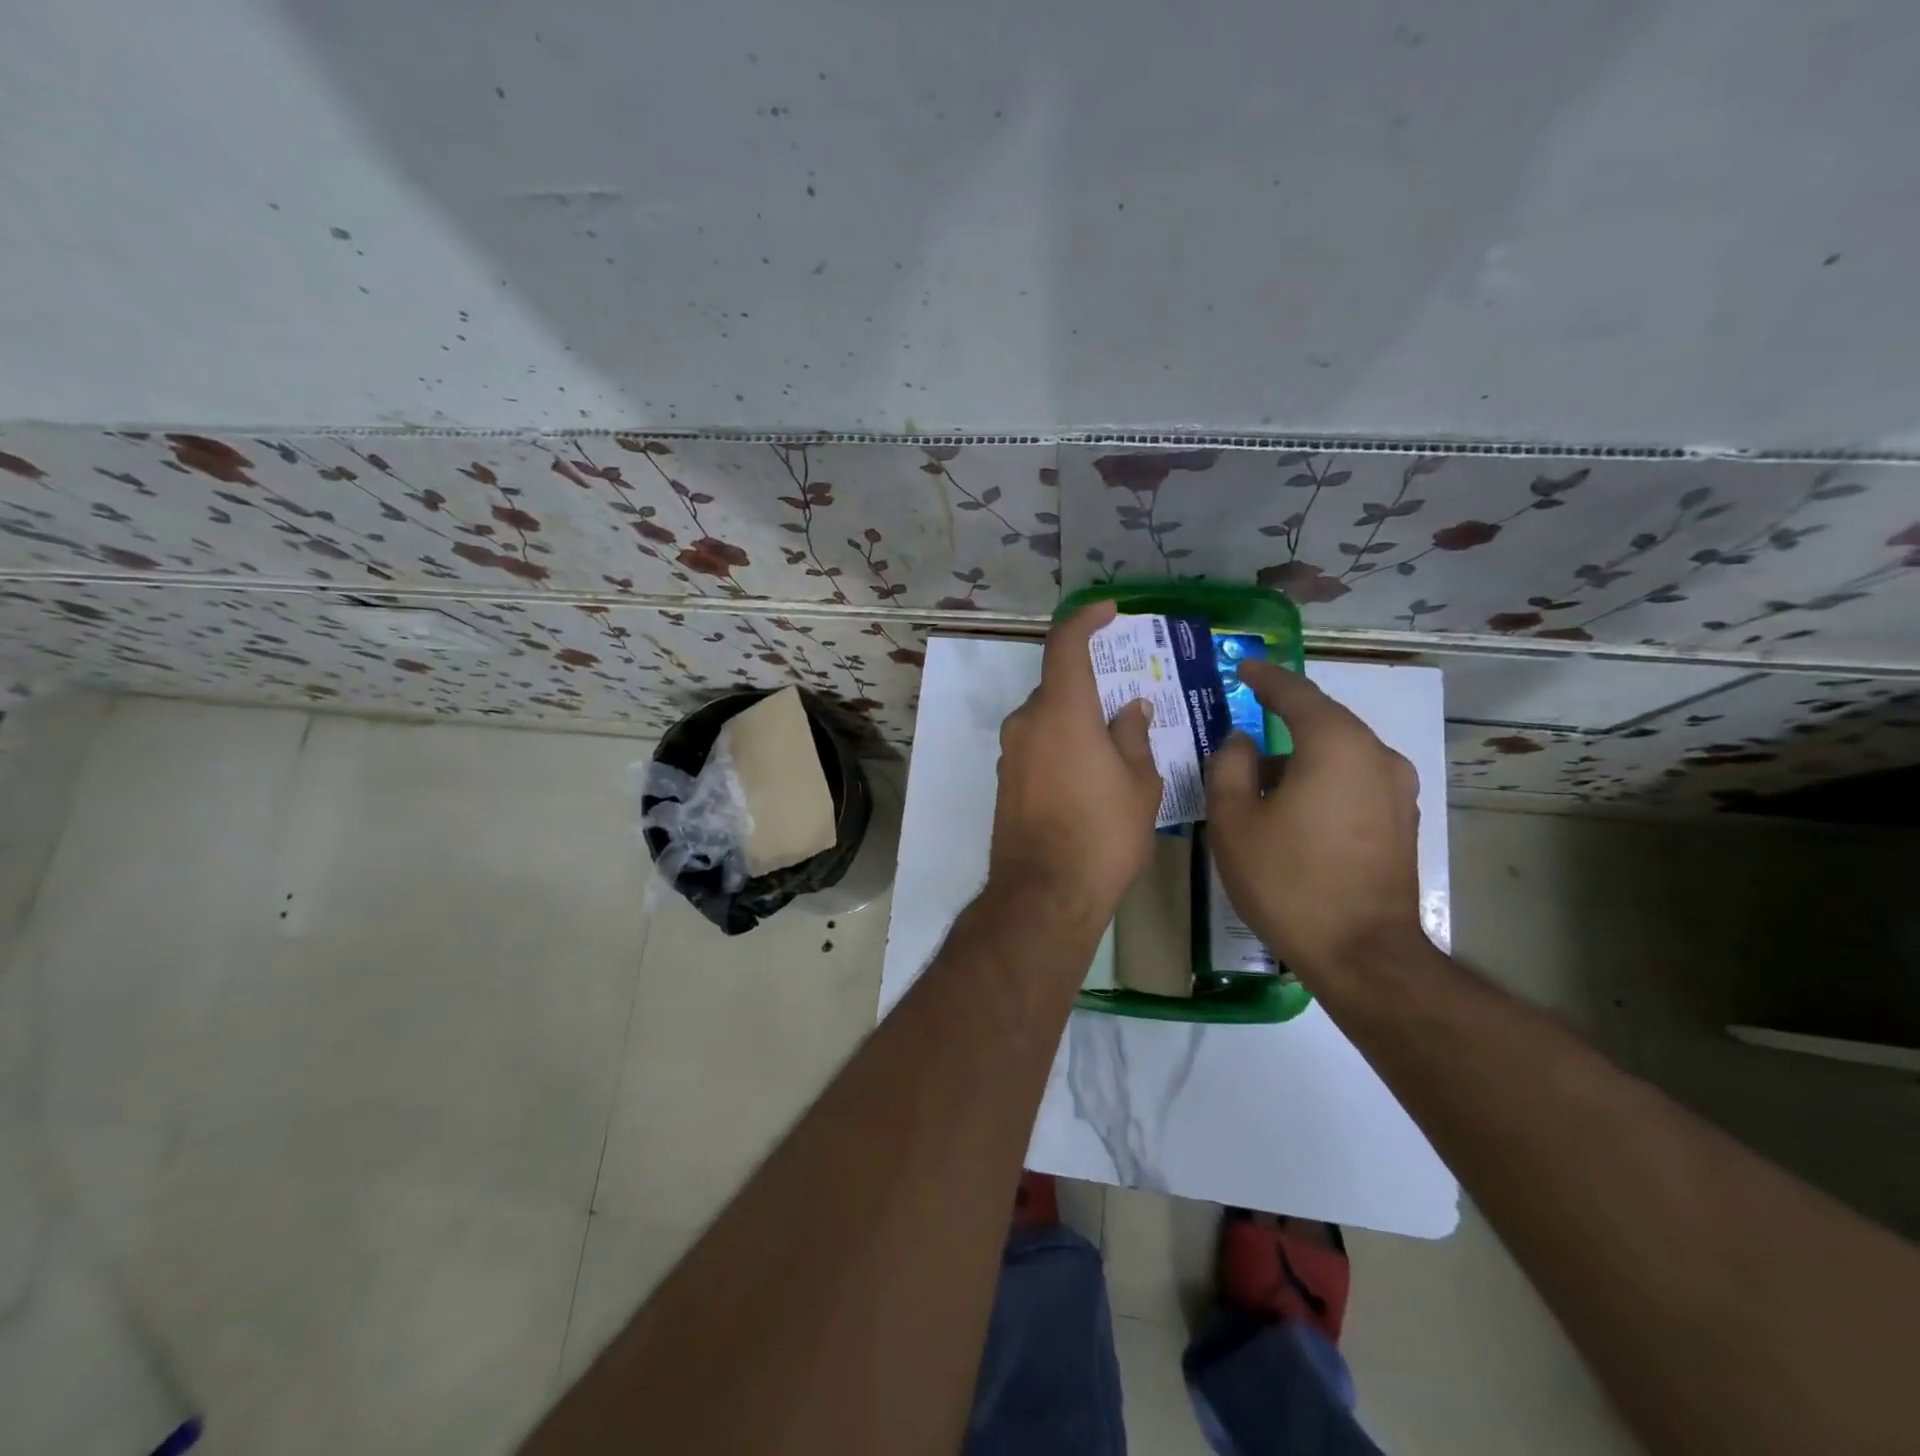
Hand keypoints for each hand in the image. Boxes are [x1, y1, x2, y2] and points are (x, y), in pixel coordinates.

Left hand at [988, 602, 1162, 930]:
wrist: (1044, 895)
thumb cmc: (1102, 835)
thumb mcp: (1138, 785)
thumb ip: (1134, 737)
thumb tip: (1132, 709)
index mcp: (1061, 711)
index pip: (1065, 645)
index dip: (1085, 620)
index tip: (1108, 611)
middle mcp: (1027, 723)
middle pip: (1058, 687)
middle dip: (1091, 688)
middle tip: (1127, 705)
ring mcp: (1011, 754)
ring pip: (1048, 719)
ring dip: (1077, 721)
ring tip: (1114, 747)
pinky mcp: (1006, 782)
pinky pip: (1037, 746)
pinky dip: (1062, 745)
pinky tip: (1088, 776)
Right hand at [1205, 660, 1425, 983]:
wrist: (1362, 954)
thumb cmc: (1288, 881)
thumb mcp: (1235, 821)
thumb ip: (1229, 766)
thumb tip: (1240, 741)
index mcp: (1336, 745)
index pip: (1296, 693)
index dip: (1265, 678)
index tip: (1243, 668)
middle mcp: (1377, 756)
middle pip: (1322, 722)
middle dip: (1282, 719)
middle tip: (1244, 722)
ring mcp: (1397, 790)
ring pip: (1339, 754)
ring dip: (1300, 757)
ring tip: (1259, 779)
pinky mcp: (1402, 821)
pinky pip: (1354, 781)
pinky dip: (1322, 780)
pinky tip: (1293, 807)